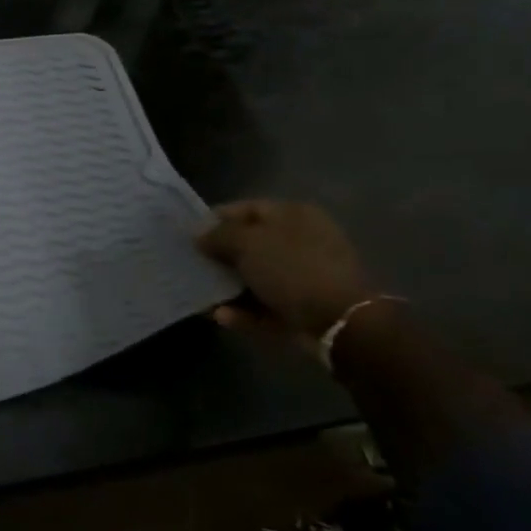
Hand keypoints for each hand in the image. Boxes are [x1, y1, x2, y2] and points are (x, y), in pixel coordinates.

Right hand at [196, 200, 372, 343]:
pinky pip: (265, 306)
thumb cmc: (292, 269)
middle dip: (219, 255)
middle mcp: (300, 242)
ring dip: (227, 287)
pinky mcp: (303, 308)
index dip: (215, 219)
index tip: (189, 234)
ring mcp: (304, 277)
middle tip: (191, 264)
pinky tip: (221, 316)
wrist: (341, 322)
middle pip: (250, 244)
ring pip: (256, 277)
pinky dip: (244, 312)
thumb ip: (218, 235)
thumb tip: (199, 235)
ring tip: (200, 295)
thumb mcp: (248, 243)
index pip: (246, 208)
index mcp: (293, 215)